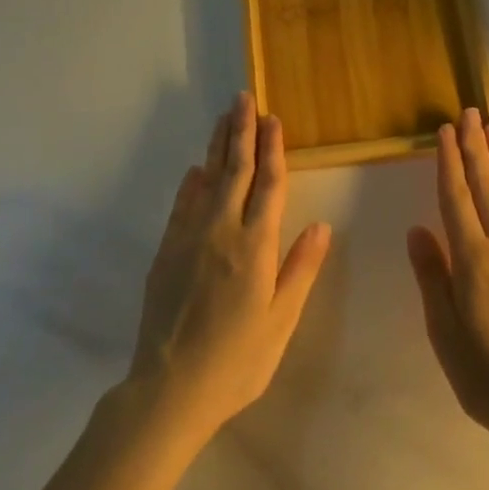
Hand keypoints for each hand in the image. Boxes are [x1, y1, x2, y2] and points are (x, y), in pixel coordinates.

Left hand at [129, 93, 331, 444]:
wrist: (168, 390)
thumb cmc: (236, 361)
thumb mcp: (280, 322)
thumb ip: (300, 270)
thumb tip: (322, 226)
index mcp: (256, 246)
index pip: (269, 184)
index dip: (273, 149)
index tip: (273, 119)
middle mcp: (222, 231)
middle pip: (236, 170)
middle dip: (242, 132)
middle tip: (244, 99)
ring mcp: (190, 238)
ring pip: (207, 180)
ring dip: (217, 146)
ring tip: (224, 117)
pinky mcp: (166, 252)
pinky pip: (182, 206)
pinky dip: (191, 184)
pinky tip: (195, 171)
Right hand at [407, 107, 488, 449]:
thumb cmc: (488, 377)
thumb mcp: (444, 333)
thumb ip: (433, 277)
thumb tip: (418, 229)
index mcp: (472, 260)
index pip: (455, 199)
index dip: (449, 163)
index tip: (445, 132)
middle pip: (487, 188)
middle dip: (476, 148)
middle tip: (469, 114)